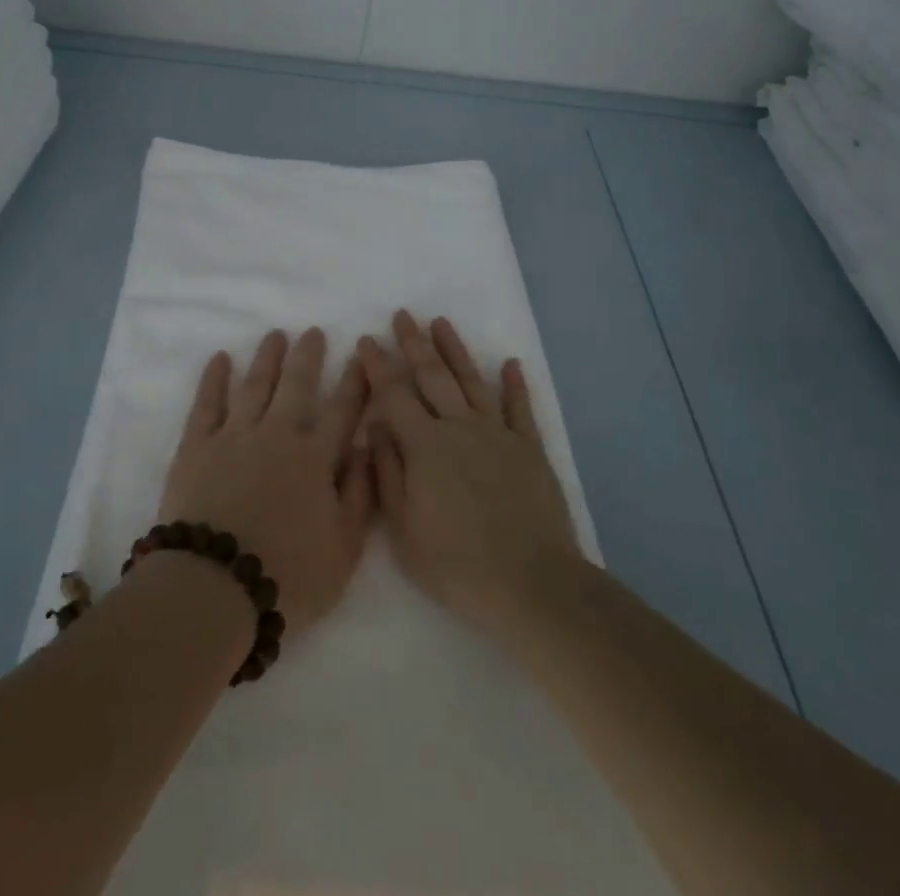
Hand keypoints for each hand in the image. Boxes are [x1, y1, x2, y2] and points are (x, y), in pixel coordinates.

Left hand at [160, 328, 372, 630]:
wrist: (214, 588)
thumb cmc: (288, 577)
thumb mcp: (345, 549)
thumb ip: (360, 495)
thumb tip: (367, 447)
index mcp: (316, 460)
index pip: (342, 411)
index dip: (354, 383)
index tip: (361, 357)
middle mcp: (278, 436)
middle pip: (297, 386)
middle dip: (308, 356)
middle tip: (313, 332)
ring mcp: (234, 437)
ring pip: (255, 385)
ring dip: (267, 358)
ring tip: (274, 335)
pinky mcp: (197, 447)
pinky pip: (207, 403)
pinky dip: (214, 379)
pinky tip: (221, 359)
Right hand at [361, 310, 580, 634]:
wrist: (532, 583)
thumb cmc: (457, 564)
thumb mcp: (403, 529)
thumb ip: (388, 473)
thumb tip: (376, 427)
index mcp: (425, 445)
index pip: (394, 394)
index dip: (378, 366)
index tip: (367, 340)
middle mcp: (460, 427)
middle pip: (433, 376)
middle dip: (414, 344)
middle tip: (403, 315)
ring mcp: (498, 434)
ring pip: (472, 381)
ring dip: (456, 350)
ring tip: (442, 323)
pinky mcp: (529, 449)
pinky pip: (521, 409)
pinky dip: (515, 385)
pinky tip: (511, 364)